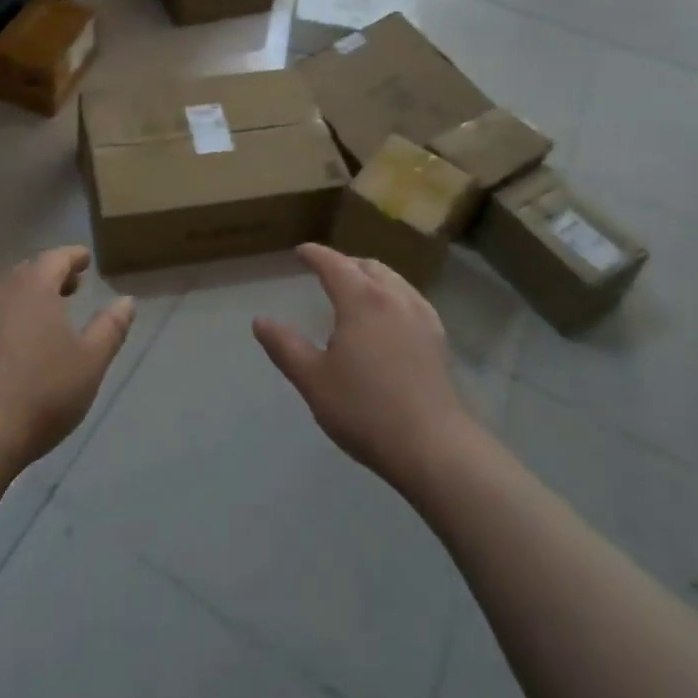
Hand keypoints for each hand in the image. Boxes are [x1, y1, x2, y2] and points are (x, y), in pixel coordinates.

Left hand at [0, 247, 134, 475]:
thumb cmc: (42, 391)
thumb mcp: (90, 361)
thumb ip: (110, 327)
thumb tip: (126, 301)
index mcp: (34, 286)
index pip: (56, 257)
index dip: (74, 256)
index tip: (86, 259)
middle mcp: (0, 292)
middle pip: (28, 272)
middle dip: (51, 275)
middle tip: (71, 286)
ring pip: (5, 295)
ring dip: (28, 297)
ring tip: (47, 316)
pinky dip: (7, 321)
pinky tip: (16, 347)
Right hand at [254, 244, 474, 489]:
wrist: (433, 446)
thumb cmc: (365, 410)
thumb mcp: (314, 380)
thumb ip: (285, 347)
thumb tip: (259, 321)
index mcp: (361, 300)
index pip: (334, 264)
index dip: (315, 254)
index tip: (301, 251)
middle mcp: (393, 297)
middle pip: (366, 266)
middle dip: (344, 262)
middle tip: (326, 270)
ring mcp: (421, 315)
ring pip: (392, 279)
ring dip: (370, 275)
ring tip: (356, 288)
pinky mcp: (438, 337)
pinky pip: (410, 297)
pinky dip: (392, 292)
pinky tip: (390, 314)